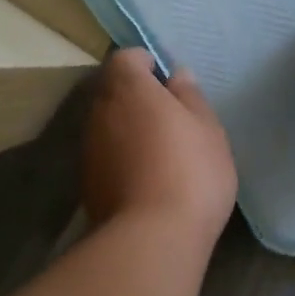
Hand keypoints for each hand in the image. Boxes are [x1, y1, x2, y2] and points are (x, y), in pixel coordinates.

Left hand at [81, 48, 237, 243]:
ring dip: (127, 130)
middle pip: (112, 91)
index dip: (145, 64)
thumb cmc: (191, 171)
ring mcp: (89, 149)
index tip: (167, 82)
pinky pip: (106, 157)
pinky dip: (121, 159)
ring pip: (108, 126)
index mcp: (128, 88)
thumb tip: (176, 75)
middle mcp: (99, 112)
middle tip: (169, 118)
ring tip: (160, 153)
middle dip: (135, 97)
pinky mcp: (87, 183)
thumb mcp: (207, 129)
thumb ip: (190, 96)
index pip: (126, 58)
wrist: (152, 237)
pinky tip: (146, 180)